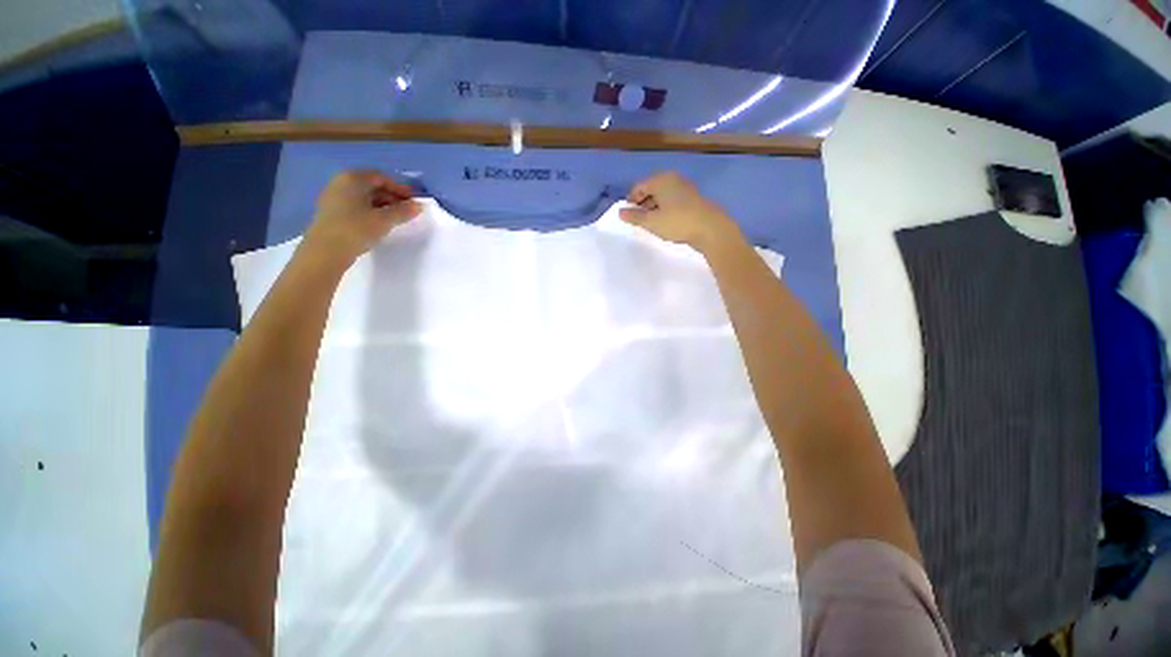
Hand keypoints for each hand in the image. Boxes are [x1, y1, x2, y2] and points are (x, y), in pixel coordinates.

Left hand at [302, 169, 421, 264]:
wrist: (326, 251)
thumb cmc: (356, 229)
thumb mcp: (385, 220)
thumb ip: (403, 211)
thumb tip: (419, 205)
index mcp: (353, 178)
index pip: (382, 177)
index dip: (401, 189)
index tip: (414, 202)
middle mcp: (341, 183)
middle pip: (372, 185)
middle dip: (392, 197)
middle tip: (407, 212)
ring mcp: (334, 197)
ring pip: (364, 197)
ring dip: (383, 205)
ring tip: (396, 220)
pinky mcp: (332, 212)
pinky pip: (356, 206)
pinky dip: (371, 211)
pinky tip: (379, 224)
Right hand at [619, 171, 742, 253]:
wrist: (711, 229)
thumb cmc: (677, 222)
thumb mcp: (652, 222)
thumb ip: (634, 217)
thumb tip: (620, 212)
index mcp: (661, 180)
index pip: (639, 186)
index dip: (630, 200)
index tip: (627, 216)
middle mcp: (673, 179)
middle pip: (651, 189)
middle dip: (642, 204)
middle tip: (638, 220)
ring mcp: (685, 188)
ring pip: (663, 196)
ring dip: (654, 208)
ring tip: (651, 224)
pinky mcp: (693, 199)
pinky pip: (672, 201)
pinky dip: (665, 209)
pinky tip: (665, 223)